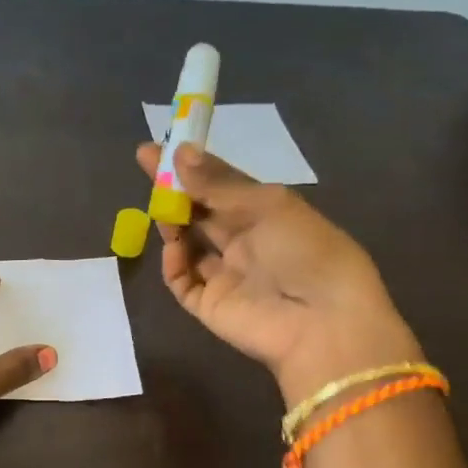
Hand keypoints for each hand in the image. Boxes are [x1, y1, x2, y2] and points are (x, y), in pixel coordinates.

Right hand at [136, 142, 421, 401]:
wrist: (321, 323)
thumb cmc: (306, 251)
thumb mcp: (268, 205)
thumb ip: (218, 183)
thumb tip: (180, 153)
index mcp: (268, 214)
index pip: (222, 184)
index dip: (193, 165)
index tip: (161, 145)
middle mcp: (245, 242)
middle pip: (201, 211)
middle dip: (174, 189)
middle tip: (147, 164)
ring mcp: (225, 275)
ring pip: (188, 243)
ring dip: (173, 222)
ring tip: (160, 205)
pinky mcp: (209, 305)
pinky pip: (182, 280)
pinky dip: (173, 262)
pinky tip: (173, 246)